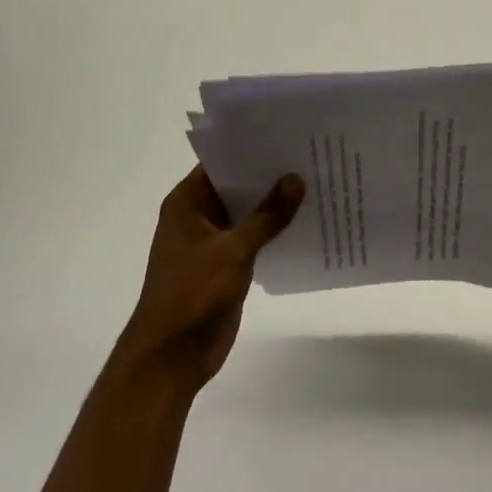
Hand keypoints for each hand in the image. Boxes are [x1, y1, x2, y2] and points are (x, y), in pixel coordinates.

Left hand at [115, 166, 304, 392]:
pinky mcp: (226, 265)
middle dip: (271, 176)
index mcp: (187, 203)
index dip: (252, 148)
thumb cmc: (193, 294)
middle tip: (313, 156)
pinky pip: (254, 239)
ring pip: (249, 214)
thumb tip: (297, 179)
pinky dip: (275, 232)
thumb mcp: (233, 250)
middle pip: (238, 186)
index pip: (222, 162)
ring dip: (276, 205)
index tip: (289, 135)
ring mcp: (212, 242)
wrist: (172, 356)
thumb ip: (267, 216)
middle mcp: (198, 216)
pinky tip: (308, 223)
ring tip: (318, 183)